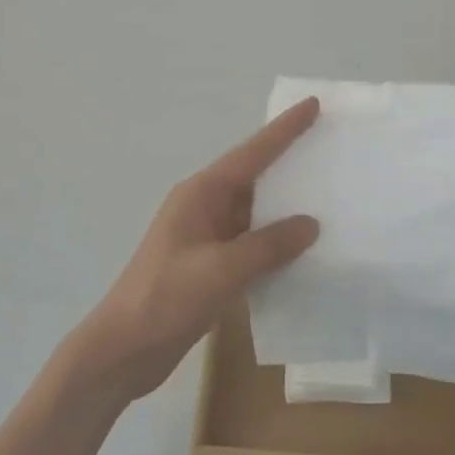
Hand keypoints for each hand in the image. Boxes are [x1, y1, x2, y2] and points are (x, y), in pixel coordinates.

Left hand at [73, 98, 322, 402]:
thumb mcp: (221, 269)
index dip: (284, 129)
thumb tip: (310, 224)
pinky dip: (276, 242)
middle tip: (330, 147)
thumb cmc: (167, 298)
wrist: (124, 350)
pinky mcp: (210, 265)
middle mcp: (204, 207)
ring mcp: (207, 237)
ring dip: (286, 206)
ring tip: (329, 195)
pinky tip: (304, 249)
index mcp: (201, 194)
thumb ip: (268, 245)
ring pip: (255, 212)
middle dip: (290, 162)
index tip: (312, 104)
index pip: (251, 153)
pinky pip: (251, 243)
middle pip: (254, 177)